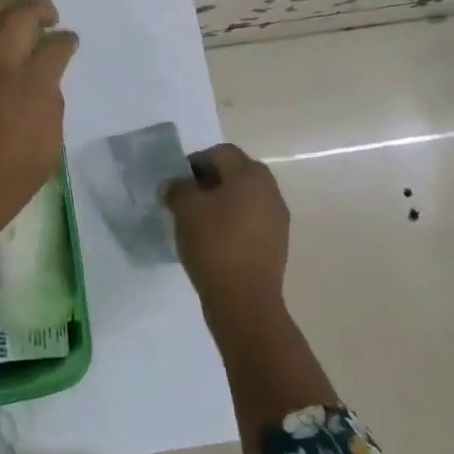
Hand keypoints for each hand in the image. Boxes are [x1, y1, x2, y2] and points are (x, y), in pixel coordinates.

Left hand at [0, 0, 78, 248]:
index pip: (57, 46)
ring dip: (2, 5)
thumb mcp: (49, 149)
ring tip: (10, 11)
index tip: (69, 41)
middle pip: (22, 15)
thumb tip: (45, 82)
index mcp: (33, 85)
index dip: (68, 40)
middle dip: (41, 9)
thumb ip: (51, 106)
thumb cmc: (6, 184)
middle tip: (48, 16)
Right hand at [163, 144, 290, 325]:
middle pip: (235, 172)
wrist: (244, 300)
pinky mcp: (277, 242)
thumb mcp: (185, 208)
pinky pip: (250, 219)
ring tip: (197, 221)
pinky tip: (214, 240)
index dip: (194, 161)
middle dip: (209, 180)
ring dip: (221, 201)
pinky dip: (232, 221)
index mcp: (250, 174)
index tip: (176, 181)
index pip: (219, 153)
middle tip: (186, 197)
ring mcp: (277, 217)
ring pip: (244, 197)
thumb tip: (175, 186)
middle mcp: (270, 189)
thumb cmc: (214, 243)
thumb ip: (177, 188)